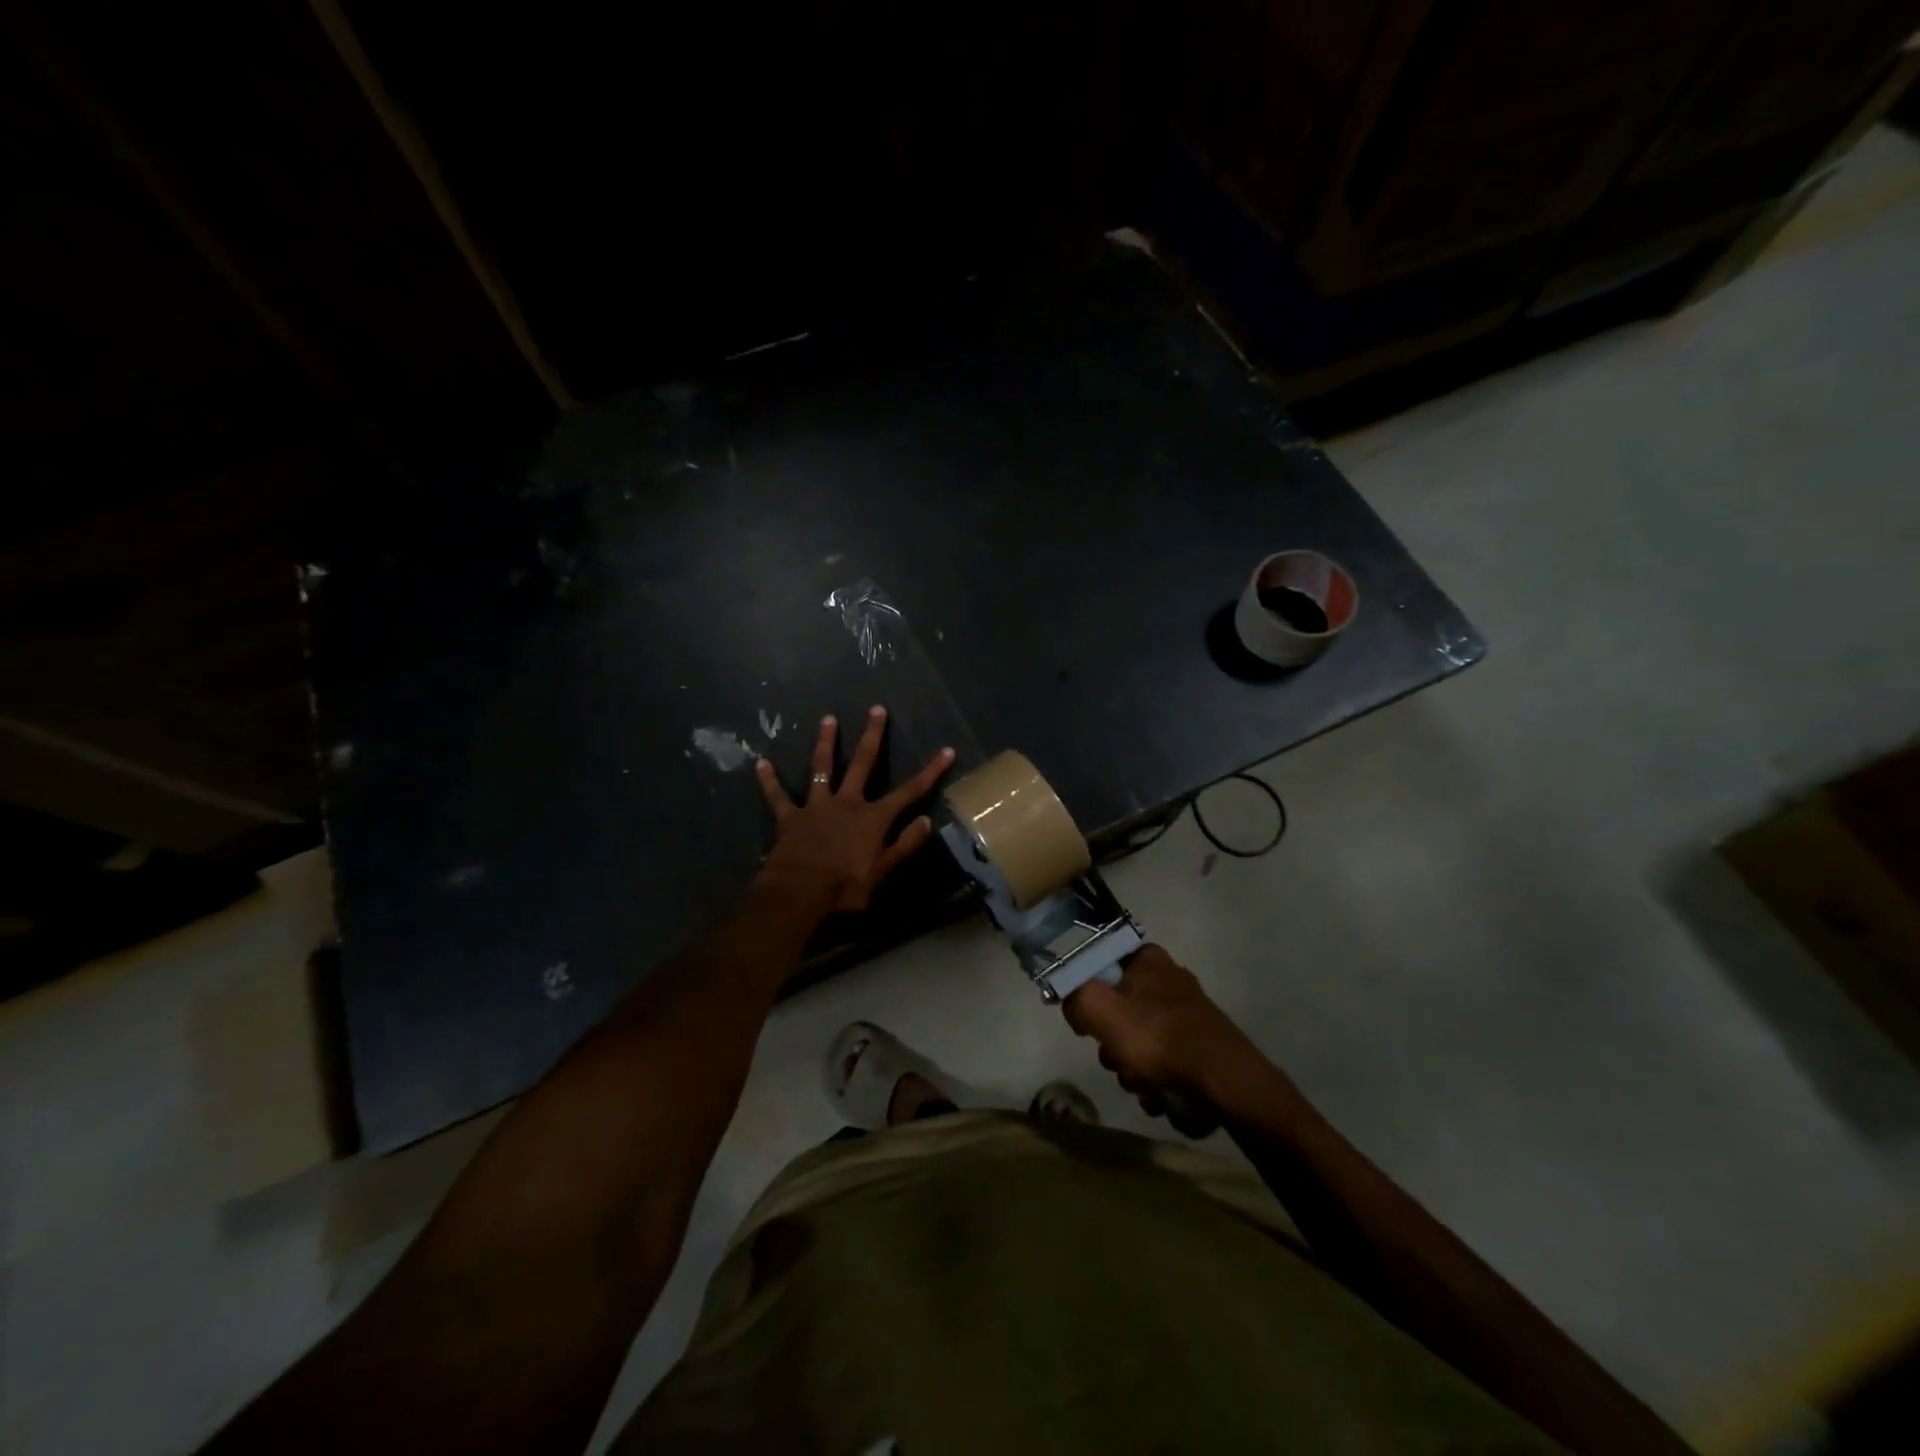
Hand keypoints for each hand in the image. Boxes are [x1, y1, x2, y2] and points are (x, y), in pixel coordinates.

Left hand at [755, 706, 954, 912]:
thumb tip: (926, 821)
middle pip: (863, 764)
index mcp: (873, 818)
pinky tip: (761, 763)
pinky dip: (769, 781)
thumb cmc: (845, 888)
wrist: (799, 893)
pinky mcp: (790, 817)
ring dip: (826, 743)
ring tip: (828, 719)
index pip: (909, 791)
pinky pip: (778, 796)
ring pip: (822, 768)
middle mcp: (847, 803)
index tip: (947, 750)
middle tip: (876, 709)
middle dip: (872, 736)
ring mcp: (816, 807)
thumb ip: (905, 845)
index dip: (930, 771)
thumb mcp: (883, 872)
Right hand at [1063, 944, 1266, 1125]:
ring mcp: (1186, 1016)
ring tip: (1143, 1086)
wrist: (1225, 1083)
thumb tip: (1074, 1006)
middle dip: (1112, 1046)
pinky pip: (1161, 1063)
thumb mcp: (1100, 1008)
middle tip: (1118, 1059)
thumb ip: (1075, 998)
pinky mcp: (1198, 1047)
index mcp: (1147, 959)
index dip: (1089, 995)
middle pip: (1118, 1011)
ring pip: (1138, 1042)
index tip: (1089, 1022)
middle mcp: (1168, 981)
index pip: (1102, 967)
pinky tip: (1160, 1095)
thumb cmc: (1159, 1037)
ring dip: (1132, 1070)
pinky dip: (1155, 1082)